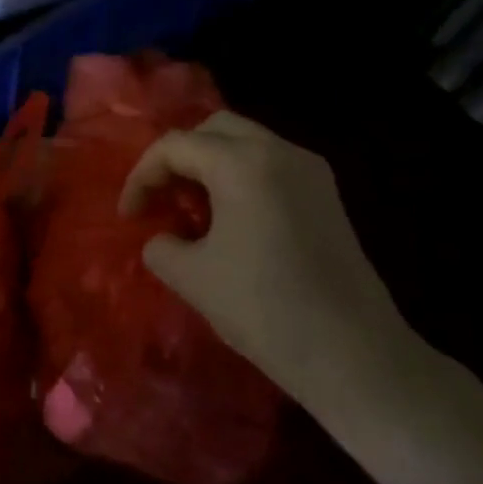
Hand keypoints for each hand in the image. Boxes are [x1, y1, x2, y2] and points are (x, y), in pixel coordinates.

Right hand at [121, 112, 414, 410]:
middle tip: (161, 197)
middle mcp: (280, 152)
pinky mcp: (328, 196)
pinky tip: (231, 220)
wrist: (353, 355)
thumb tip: (164, 239)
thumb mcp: (191, 278)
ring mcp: (311, 171)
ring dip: (211, 165)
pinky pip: (272, 165)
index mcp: (242, 163)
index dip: (141, 176)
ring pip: (247, 143)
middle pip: (214, 128)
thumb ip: (161, 246)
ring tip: (192, 210)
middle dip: (178, 157)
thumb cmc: (263, 308)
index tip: (129, 216)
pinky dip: (240, 177)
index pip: (175, 146)